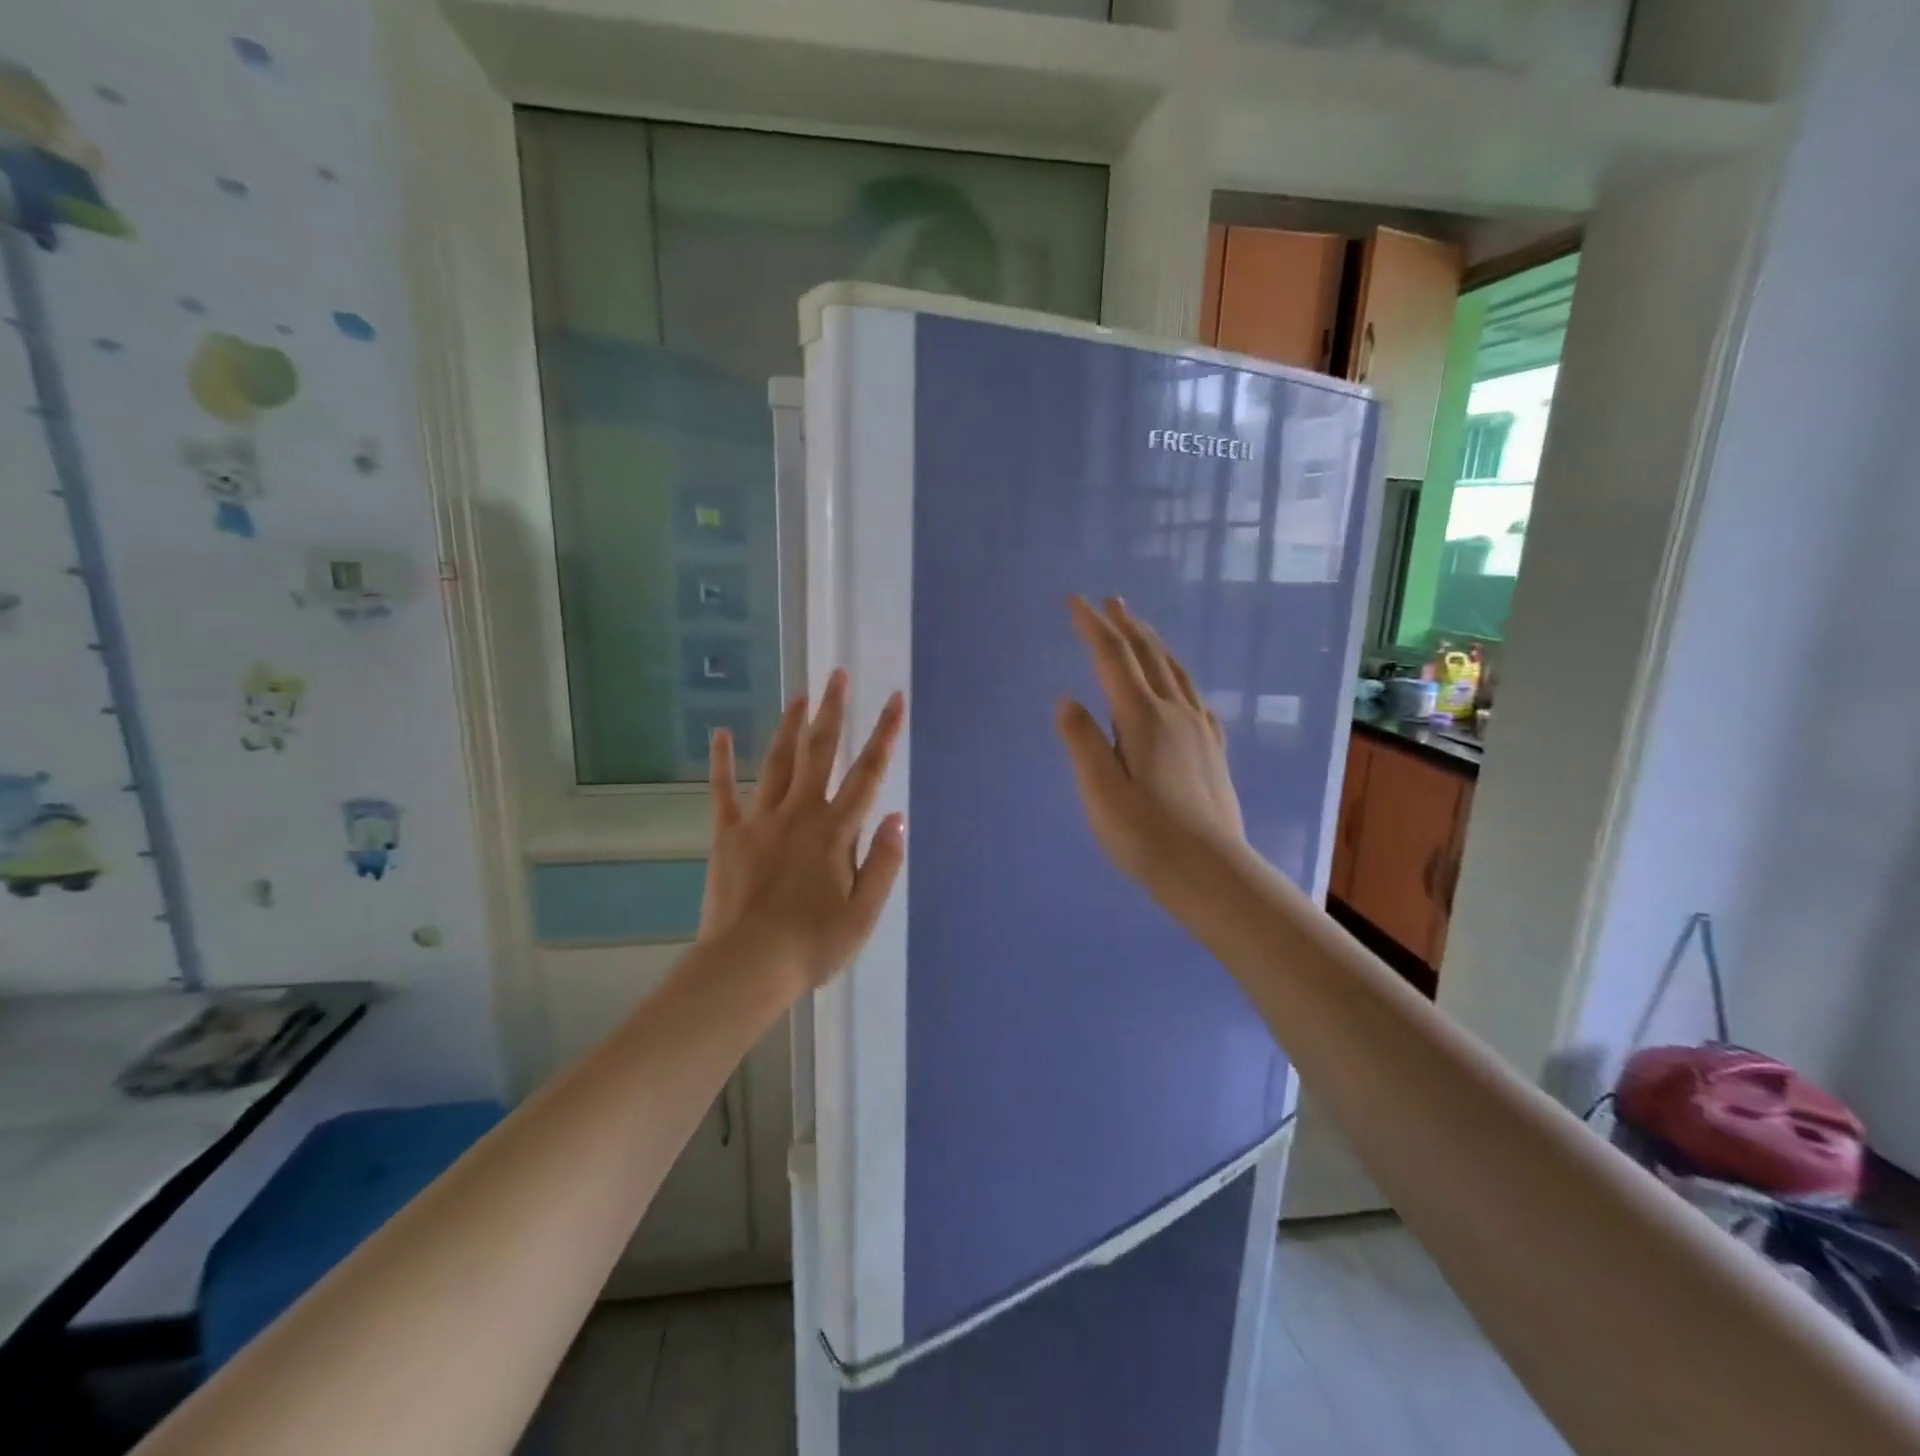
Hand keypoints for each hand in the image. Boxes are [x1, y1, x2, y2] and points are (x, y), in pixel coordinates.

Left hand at [698, 672, 906, 995]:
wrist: (747, 967)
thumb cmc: (812, 944)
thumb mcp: (864, 913)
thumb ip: (883, 862)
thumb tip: (897, 816)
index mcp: (835, 831)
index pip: (868, 773)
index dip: (885, 734)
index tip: (896, 699)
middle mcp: (800, 813)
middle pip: (820, 752)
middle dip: (833, 711)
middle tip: (838, 674)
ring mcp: (760, 820)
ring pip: (778, 761)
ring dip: (790, 725)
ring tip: (800, 694)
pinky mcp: (728, 835)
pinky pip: (725, 791)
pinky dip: (723, 762)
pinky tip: (720, 734)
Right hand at [1055, 596, 1245, 885]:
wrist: (1211, 872)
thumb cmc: (1146, 836)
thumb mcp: (1100, 791)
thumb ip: (1082, 741)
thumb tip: (1067, 700)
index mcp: (1143, 718)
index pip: (1112, 658)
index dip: (1092, 626)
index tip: (1074, 601)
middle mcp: (1175, 713)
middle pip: (1148, 656)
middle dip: (1124, 625)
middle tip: (1108, 601)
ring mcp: (1199, 729)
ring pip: (1174, 671)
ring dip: (1153, 643)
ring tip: (1139, 628)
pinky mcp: (1212, 748)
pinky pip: (1193, 694)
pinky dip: (1175, 674)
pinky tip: (1176, 684)